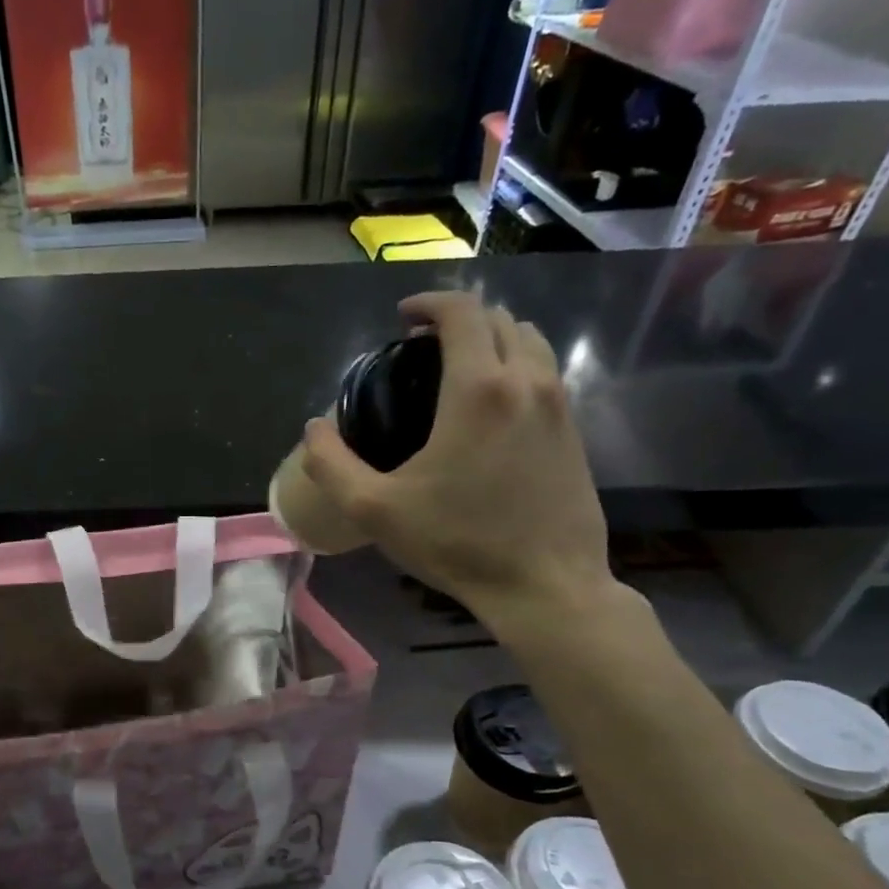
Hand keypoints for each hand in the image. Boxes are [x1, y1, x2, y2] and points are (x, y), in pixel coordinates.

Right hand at [300, 290, 617, 637]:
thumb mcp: (374, 510)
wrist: (545, 586)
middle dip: (460, 319)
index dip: (429, 302)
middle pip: (499, 319)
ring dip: (493, 340)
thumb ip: (331, 464)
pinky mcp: (575, 432)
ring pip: (530, 342)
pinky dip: (516, 369)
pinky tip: (490, 410)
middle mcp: (526, 382)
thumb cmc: (456, 543)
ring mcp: (559, 406)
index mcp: (478, 389)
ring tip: (458, 370)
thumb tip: (314, 429)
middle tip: (422, 346)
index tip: (403, 318)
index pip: (463, 311)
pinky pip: (546, 375)